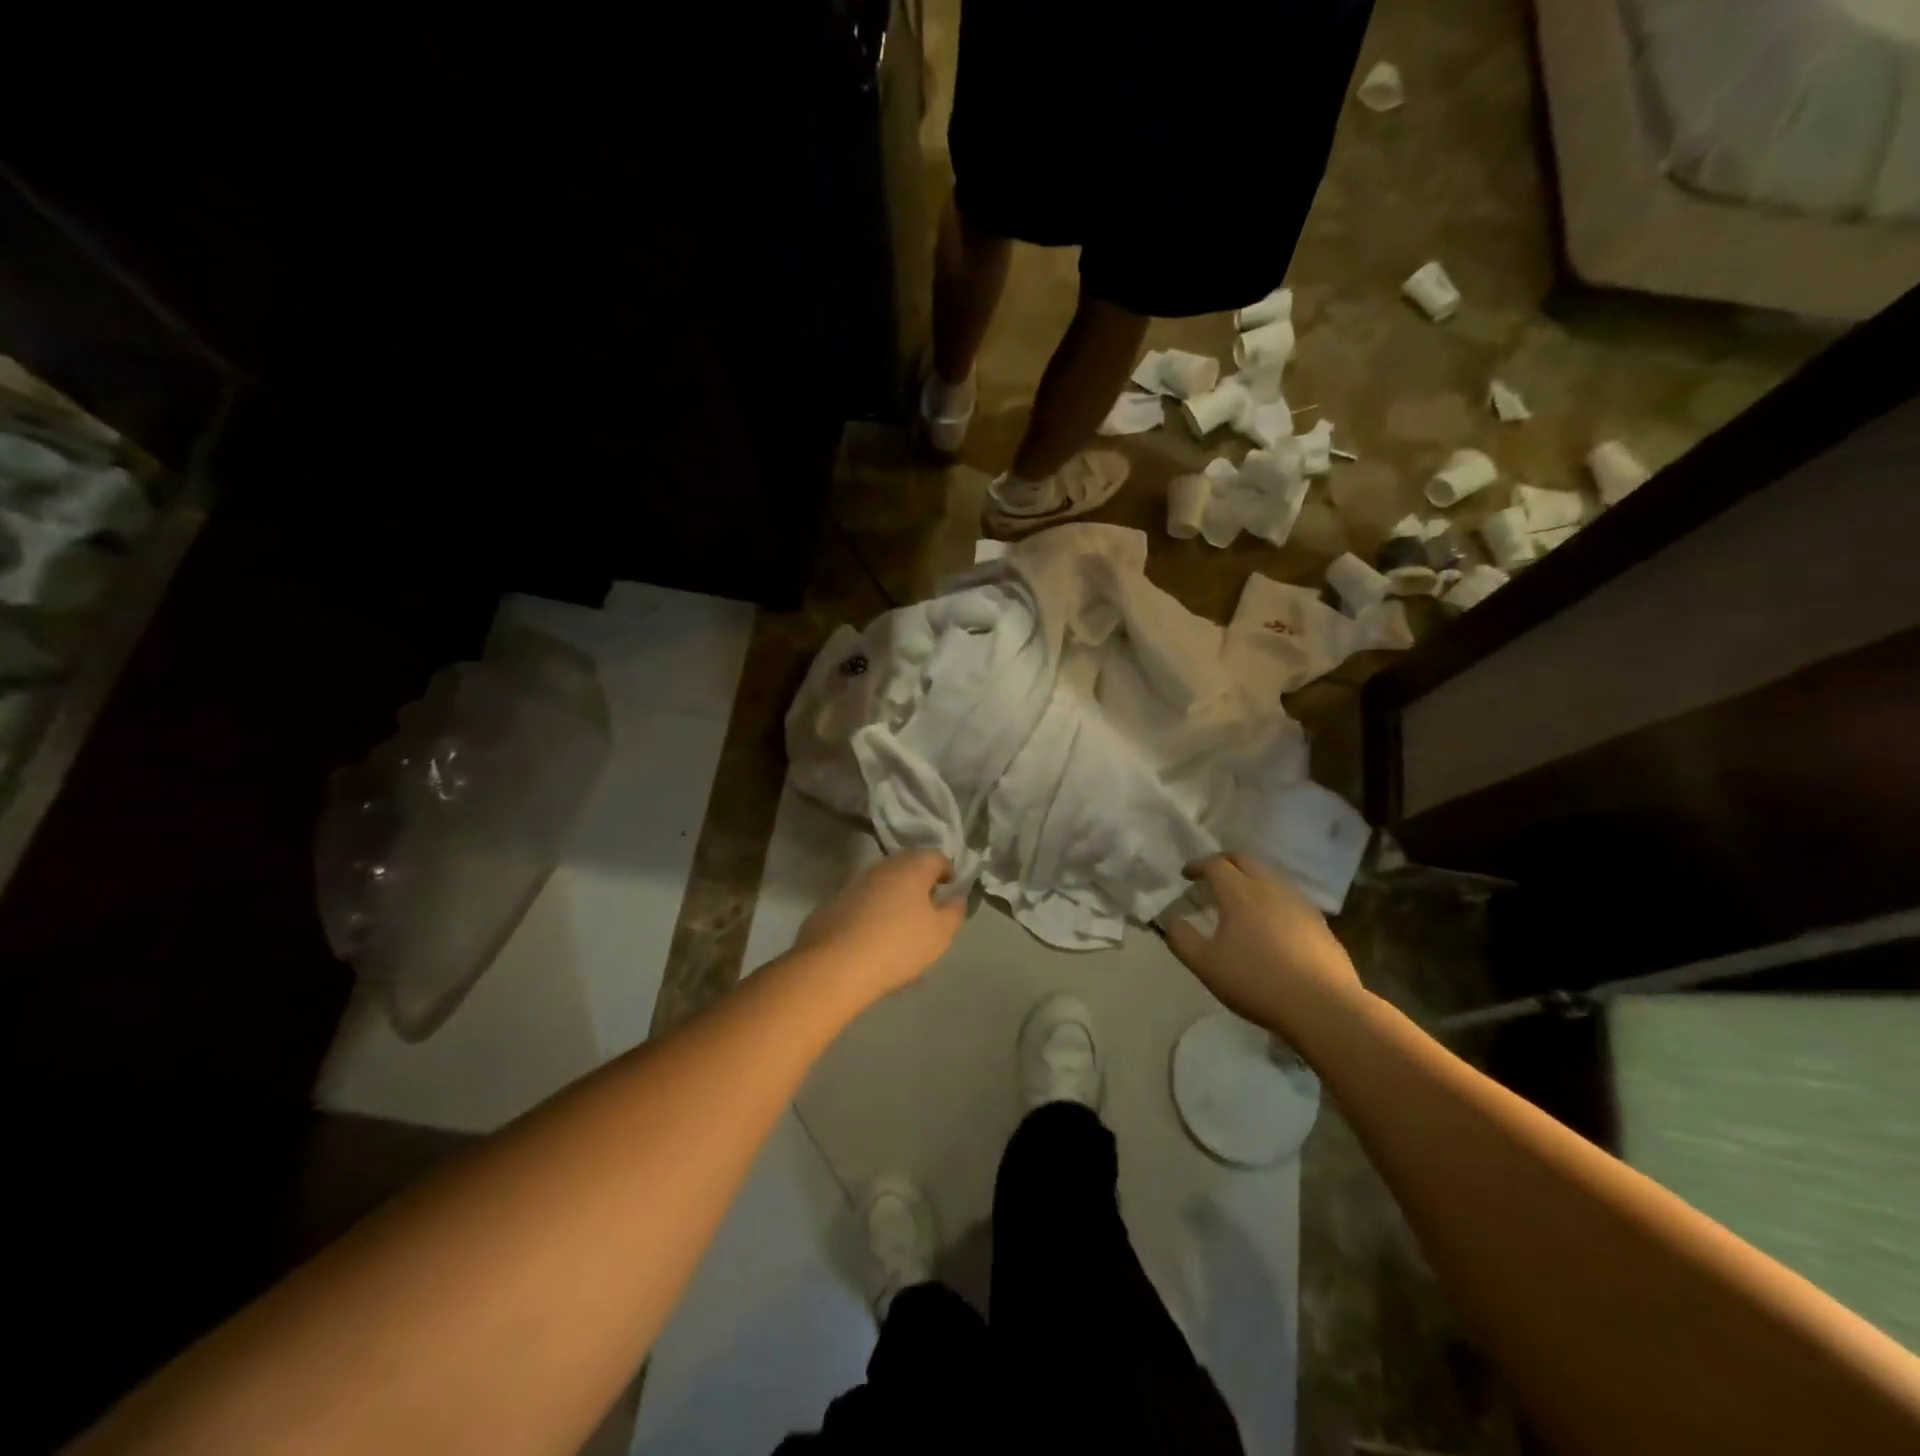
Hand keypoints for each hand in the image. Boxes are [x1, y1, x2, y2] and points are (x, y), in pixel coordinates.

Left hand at [794, 850, 965, 997]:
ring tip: (902, 922)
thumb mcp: (940, 934)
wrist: (834, 965)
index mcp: (911, 867)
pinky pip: (862, 901)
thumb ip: (954, 912)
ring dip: (895, 895)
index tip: (951, 887)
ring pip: (883, 882)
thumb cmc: (898, 945)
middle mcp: (882, 867)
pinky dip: (873, 910)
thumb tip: (956, 898)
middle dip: (920, 881)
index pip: (936, 856)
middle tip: (928, 904)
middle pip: (907, 865)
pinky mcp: (833, 903)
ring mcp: (854, 883)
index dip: (947, 870)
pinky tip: (874, 934)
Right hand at [1162, 854, 1362, 1033]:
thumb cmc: (1256, 982)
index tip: (1186, 875)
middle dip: (1225, 861)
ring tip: (1240, 896)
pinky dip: (1272, 897)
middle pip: (1245, 860)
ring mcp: (1299, 903)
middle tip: (1212, 874)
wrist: (1323, 1007)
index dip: (1197, 865)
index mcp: (1240, 893)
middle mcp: (1270, 888)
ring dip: (1251, 877)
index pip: (1215, 864)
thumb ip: (1181, 938)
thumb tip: (1168, 918)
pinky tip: (1271, 921)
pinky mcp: (1319, 923)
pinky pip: (1289, 897)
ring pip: (1271, 876)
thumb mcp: (1205, 965)